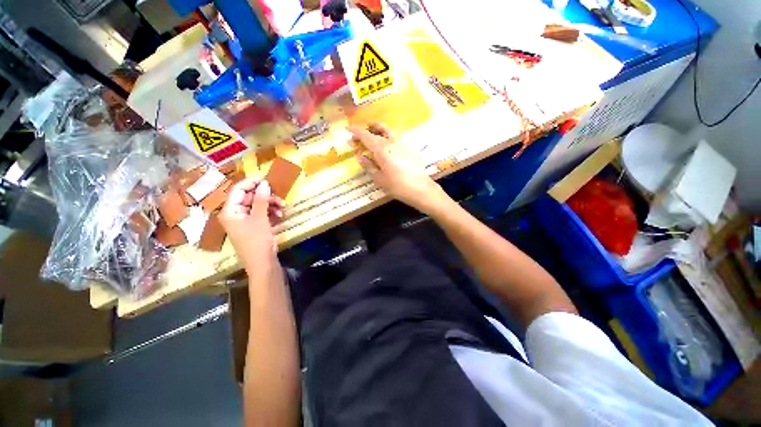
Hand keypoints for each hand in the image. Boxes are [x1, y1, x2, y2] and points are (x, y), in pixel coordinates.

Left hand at [219, 178, 284, 271]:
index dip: (252, 183)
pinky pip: (261, 213)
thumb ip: (261, 199)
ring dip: (270, 204)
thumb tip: (264, 183)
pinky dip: (270, 212)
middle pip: (249, 197)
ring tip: (282, 208)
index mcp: (230, 211)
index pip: (238, 190)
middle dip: (265, 196)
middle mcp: (235, 213)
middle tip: (279, 198)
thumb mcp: (260, 218)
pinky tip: (279, 215)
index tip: (267, 180)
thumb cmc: (257, 240)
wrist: (262, 263)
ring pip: (257, 204)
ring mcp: (244, 220)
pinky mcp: (253, 225)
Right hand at [349, 123, 448, 213]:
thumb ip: (368, 165)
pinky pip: (396, 137)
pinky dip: (388, 137)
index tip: (349, 129)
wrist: (420, 189)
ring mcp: (403, 143)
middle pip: (379, 127)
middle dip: (369, 127)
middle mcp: (392, 141)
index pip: (366, 135)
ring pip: (389, 130)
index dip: (356, 131)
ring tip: (374, 138)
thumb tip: (359, 156)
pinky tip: (388, 148)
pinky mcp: (410, 148)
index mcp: (381, 148)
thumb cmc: (397, 186)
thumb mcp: (379, 178)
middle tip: (362, 134)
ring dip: (379, 130)